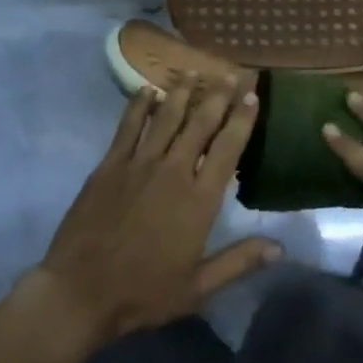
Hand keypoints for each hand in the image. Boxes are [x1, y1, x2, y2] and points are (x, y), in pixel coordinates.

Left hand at [24, 76, 282, 357]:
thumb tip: (280, 247)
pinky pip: (128, 126)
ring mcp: (139, 164)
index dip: (242, 120)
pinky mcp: (110, 165)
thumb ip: (239, 262)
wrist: (81, 291)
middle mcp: (173, 171)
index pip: (228, 149)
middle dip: (218, 96)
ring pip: (166, 117)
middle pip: (200, 124)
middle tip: (231, 74)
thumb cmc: (143, 292)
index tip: (252, 96)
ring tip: (193, 70)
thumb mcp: (198, 288)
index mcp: (198, 201)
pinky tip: (147, 89)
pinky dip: (139, 105)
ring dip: (182, 92)